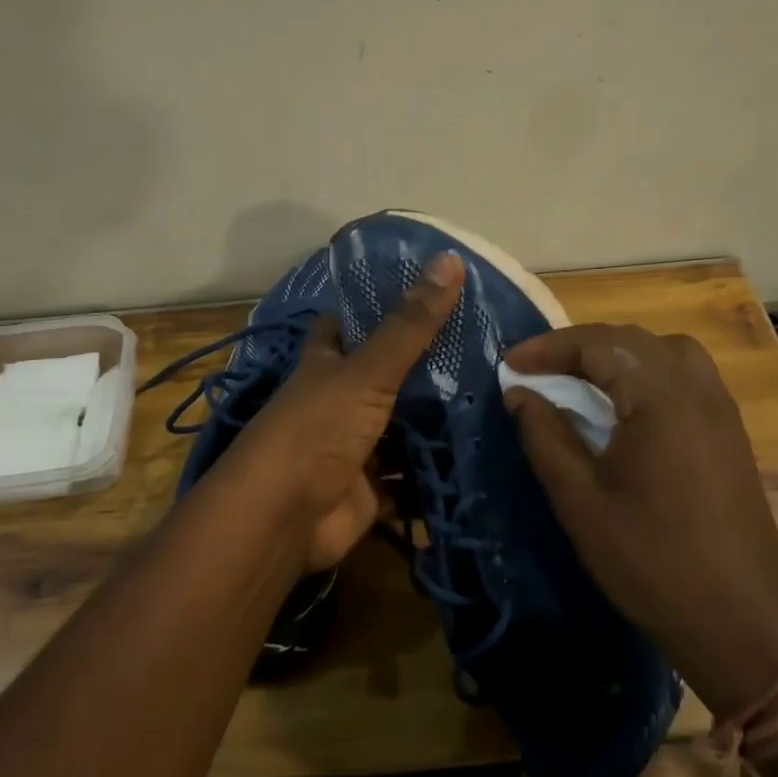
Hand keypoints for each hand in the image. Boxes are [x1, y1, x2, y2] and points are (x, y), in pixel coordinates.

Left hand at [212, 253, 462, 573]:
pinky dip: (434, 477)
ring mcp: (354, 448)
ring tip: (493, 402)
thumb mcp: (367, 371)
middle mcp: (338, 402)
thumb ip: (410, 324)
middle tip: (484, 351)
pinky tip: (477, 460)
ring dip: (435, 425)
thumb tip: (450, 258)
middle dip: (426, 370)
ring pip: (401, 430)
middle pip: (385, 378)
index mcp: (327, 364)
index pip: (348, 324)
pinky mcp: (370, 491)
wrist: (283, 518)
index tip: (429, 295)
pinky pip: (409, 482)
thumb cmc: (318, 429)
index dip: (379, 308)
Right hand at [503, 324, 777, 712]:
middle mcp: (697, 389)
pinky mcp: (730, 432)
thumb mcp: (581, 500)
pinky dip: (648, 372)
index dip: (548, 348)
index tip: (509, 366)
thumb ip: (546, 437)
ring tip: (581, 379)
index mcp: (661, 398)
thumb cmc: (650, 560)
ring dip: (618, 354)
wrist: (738, 619)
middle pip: (632, 340)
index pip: (598, 345)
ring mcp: (721, 408)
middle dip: (579, 346)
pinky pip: (687, 376)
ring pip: (665, 351)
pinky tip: (626, 406)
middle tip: (537, 370)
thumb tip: (519, 394)